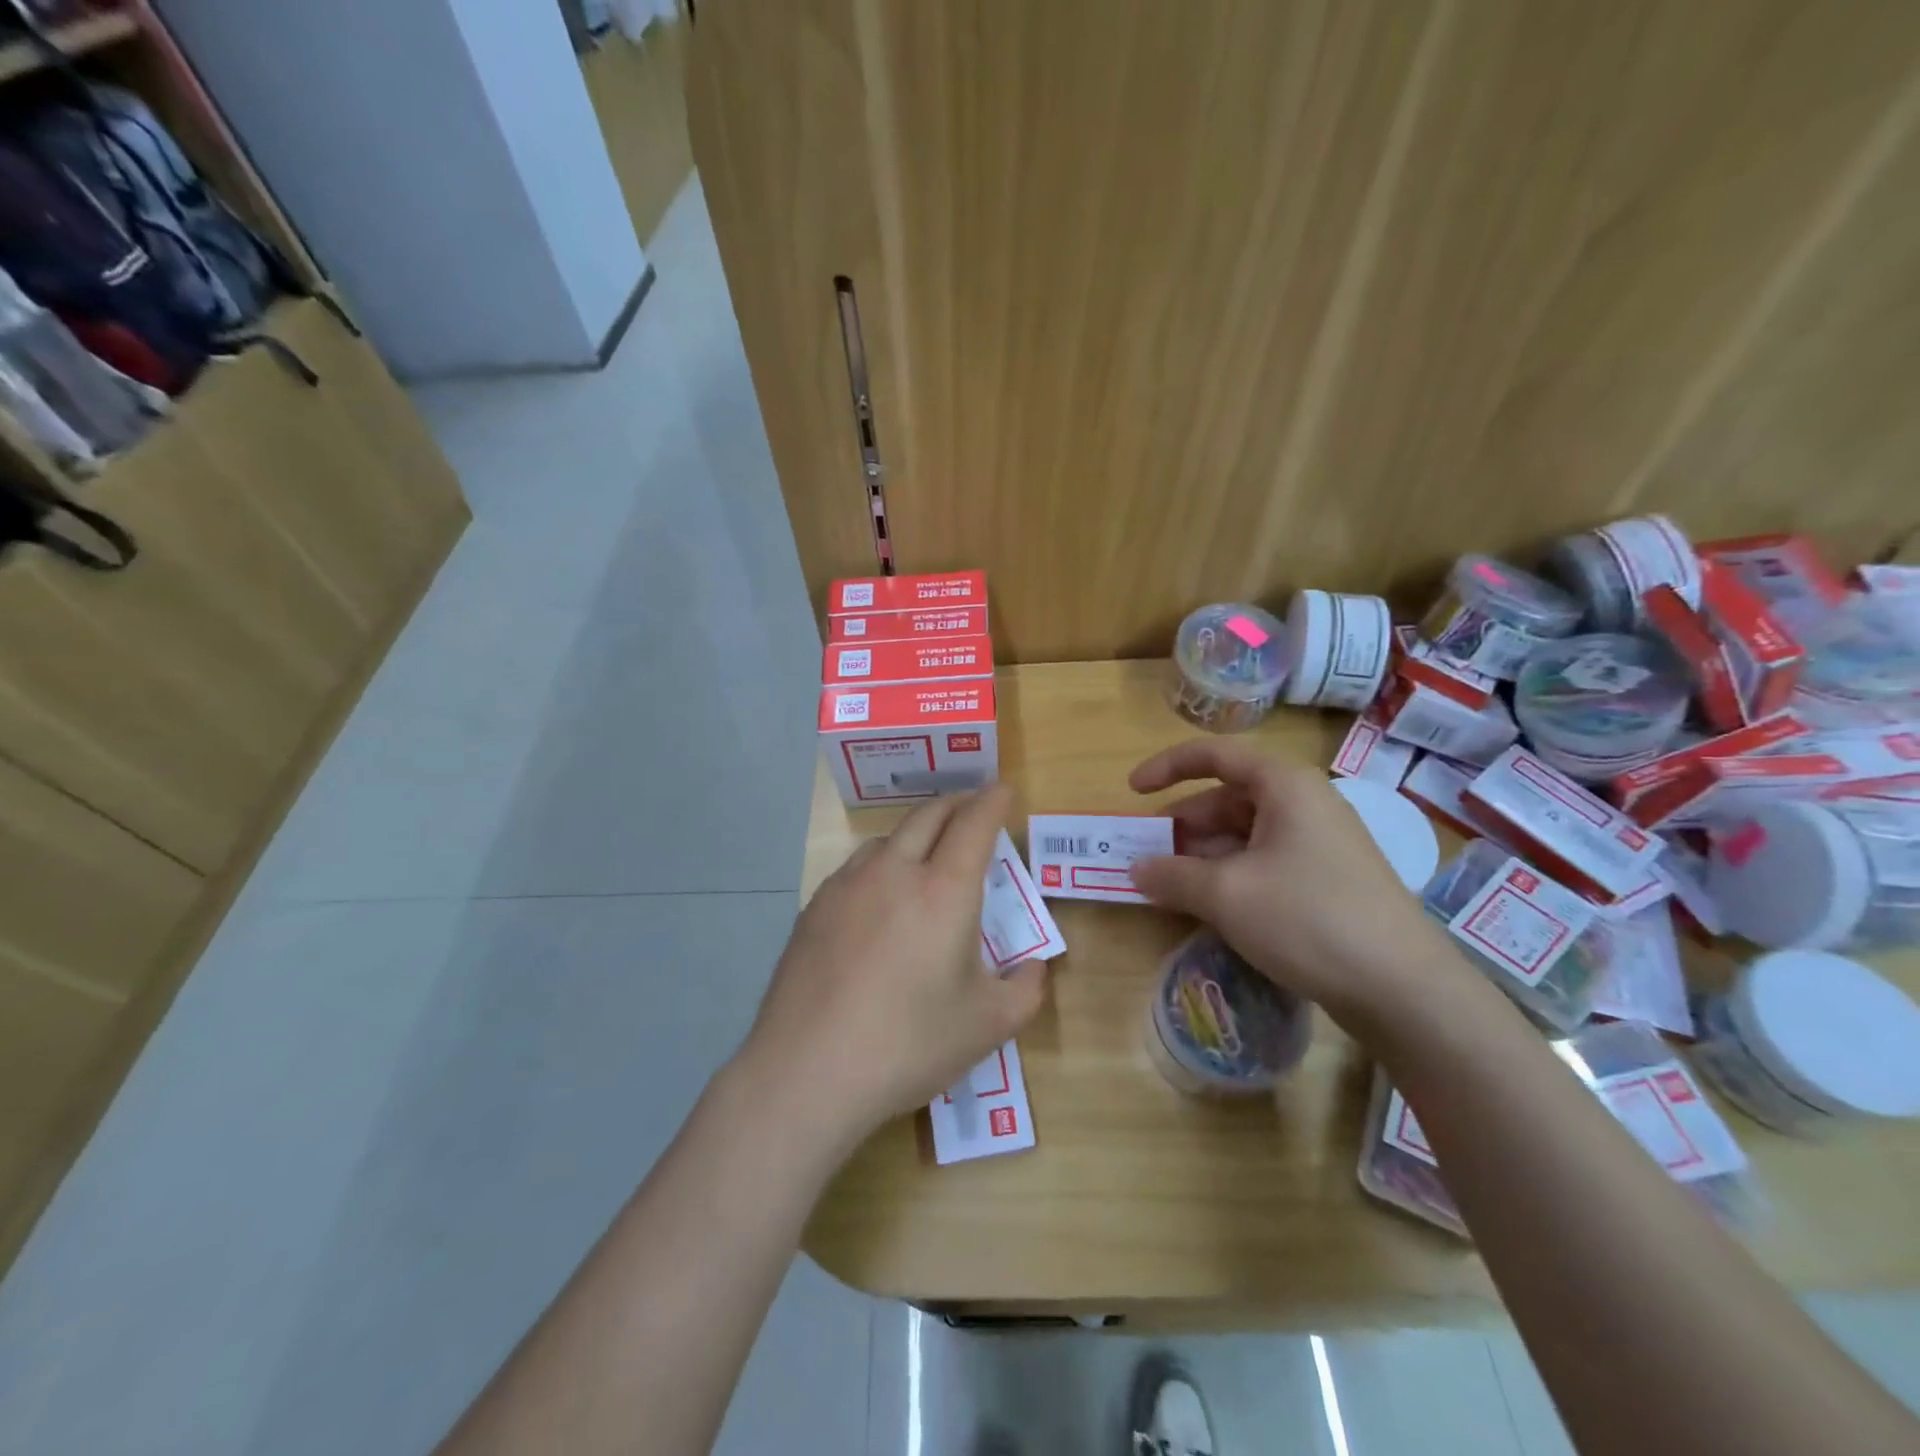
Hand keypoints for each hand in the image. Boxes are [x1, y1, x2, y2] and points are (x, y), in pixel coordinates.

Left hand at [736, 785, 1048, 1151]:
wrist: (808, 1071)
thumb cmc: (909, 1045)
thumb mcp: (989, 1026)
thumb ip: (1025, 989)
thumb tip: (1032, 966)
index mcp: (944, 891)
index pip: (974, 824)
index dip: (993, 801)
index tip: (1003, 790)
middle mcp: (894, 872)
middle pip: (929, 815)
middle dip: (957, 803)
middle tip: (973, 808)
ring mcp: (847, 886)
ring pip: (888, 838)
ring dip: (916, 833)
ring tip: (928, 853)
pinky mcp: (814, 907)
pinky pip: (857, 868)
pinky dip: (881, 864)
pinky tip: (879, 898)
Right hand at [1128, 739, 1463, 1026]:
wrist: (1403, 989)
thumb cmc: (1307, 918)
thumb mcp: (1226, 894)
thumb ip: (1172, 875)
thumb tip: (1136, 870)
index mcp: (1284, 786)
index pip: (1214, 755)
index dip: (1166, 767)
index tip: (1132, 793)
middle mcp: (1304, 803)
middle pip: (1227, 798)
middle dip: (1183, 825)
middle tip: (1147, 855)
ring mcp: (1320, 843)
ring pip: (1244, 834)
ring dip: (1203, 855)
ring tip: (1171, 887)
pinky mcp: (1327, 880)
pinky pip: (1265, 862)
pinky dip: (1230, 875)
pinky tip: (1212, 907)